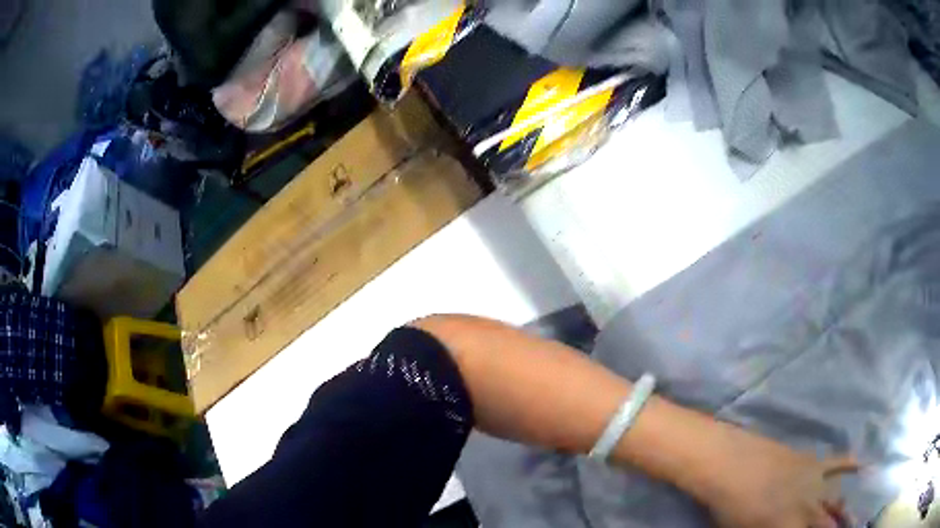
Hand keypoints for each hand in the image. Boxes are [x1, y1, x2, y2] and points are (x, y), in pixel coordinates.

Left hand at [693, 424, 858, 527]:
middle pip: (830, 524)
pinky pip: (839, 462)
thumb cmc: (731, 509)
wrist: (730, 465)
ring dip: (845, 511)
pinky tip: (865, 466)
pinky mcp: (814, 462)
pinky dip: (852, 464)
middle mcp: (810, 508)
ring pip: (838, 500)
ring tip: (855, 520)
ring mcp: (815, 482)